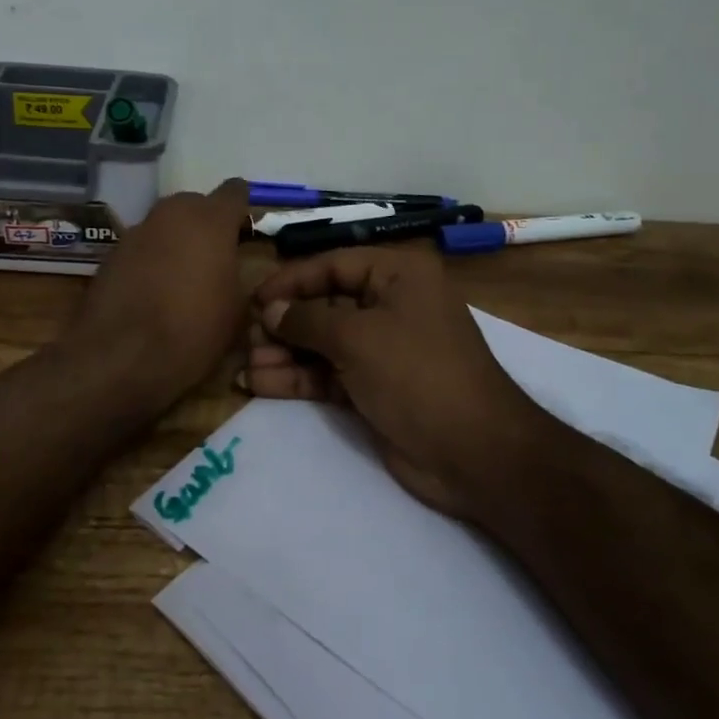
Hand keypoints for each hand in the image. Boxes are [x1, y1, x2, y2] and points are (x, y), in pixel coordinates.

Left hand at [61, 179, 251, 411]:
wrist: (119, 357)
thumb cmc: (192, 331)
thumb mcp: (236, 311)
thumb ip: (239, 277)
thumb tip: (232, 271)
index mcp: (211, 221)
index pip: (234, 192)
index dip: (242, 208)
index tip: (245, 230)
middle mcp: (172, 214)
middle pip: (195, 204)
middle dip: (206, 224)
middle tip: (215, 258)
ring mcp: (137, 231)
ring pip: (166, 224)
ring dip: (176, 241)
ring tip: (182, 278)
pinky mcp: (111, 253)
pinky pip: (142, 247)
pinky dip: (150, 260)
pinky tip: (153, 291)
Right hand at [242, 247, 540, 520]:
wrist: (474, 453)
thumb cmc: (417, 374)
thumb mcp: (358, 338)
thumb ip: (307, 320)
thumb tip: (270, 310)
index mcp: (398, 276)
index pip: (333, 265)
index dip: (291, 281)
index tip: (253, 300)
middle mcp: (390, 305)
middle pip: (325, 304)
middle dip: (284, 322)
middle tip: (245, 339)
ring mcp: (382, 349)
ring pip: (322, 343)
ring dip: (284, 353)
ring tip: (244, 366)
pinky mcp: (374, 387)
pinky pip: (327, 374)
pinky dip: (297, 379)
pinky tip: (258, 384)